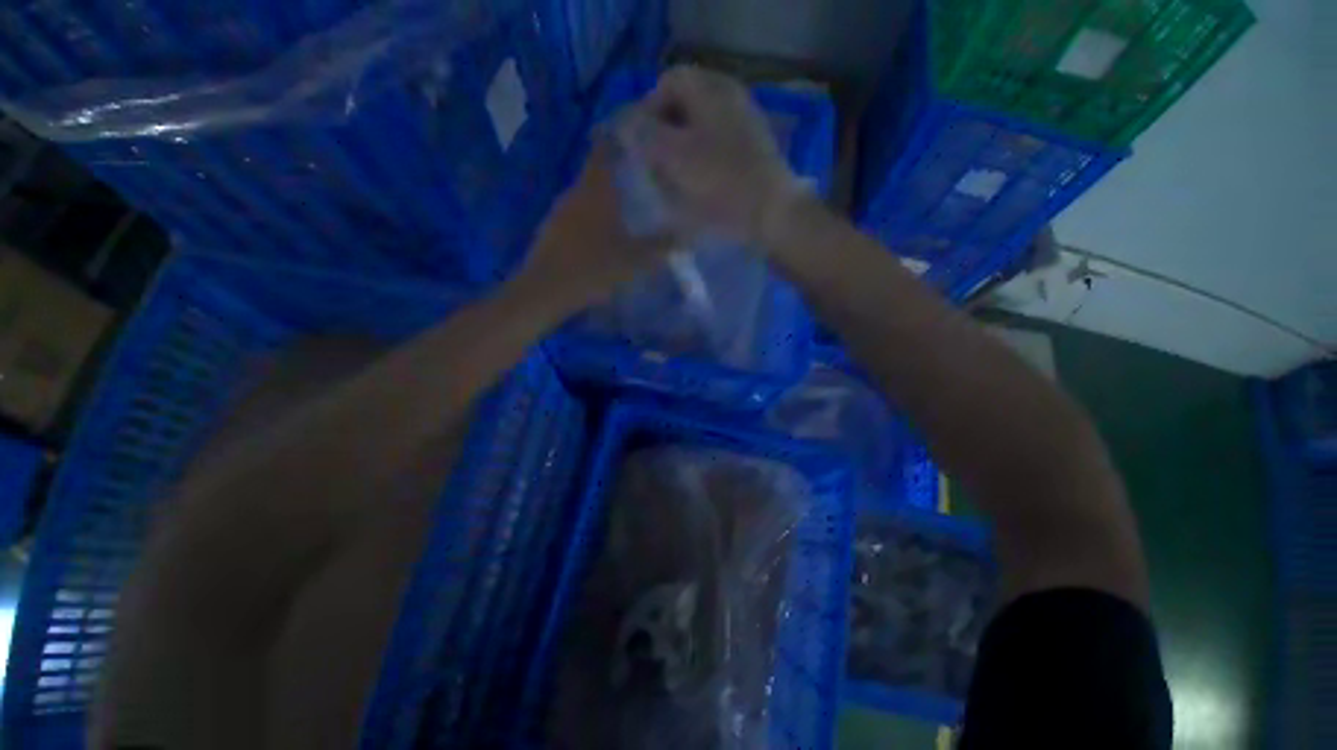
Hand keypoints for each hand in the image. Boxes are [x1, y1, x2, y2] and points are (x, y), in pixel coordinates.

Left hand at [513, 140, 675, 312]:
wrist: (546, 291)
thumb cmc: (593, 268)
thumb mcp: (635, 261)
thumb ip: (661, 248)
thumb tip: (686, 237)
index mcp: (595, 190)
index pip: (604, 148)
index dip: (618, 136)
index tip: (637, 137)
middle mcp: (575, 193)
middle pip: (596, 173)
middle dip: (618, 174)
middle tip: (641, 182)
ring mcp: (559, 212)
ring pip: (586, 196)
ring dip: (603, 199)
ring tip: (625, 210)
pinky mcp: (551, 231)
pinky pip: (576, 215)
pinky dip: (590, 218)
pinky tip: (602, 236)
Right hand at [637, 66, 797, 244]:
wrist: (772, 214)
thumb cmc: (721, 183)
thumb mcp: (674, 156)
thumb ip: (644, 133)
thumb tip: (625, 122)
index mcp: (710, 89)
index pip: (667, 83)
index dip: (646, 111)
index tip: (639, 146)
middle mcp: (729, 97)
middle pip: (684, 106)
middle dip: (663, 133)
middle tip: (654, 166)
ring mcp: (745, 124)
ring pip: (700, 129)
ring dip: (681, 150)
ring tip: (673, 181)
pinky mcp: (752, 151)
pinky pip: (717, 148)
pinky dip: (701, 162)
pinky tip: (698, 187)